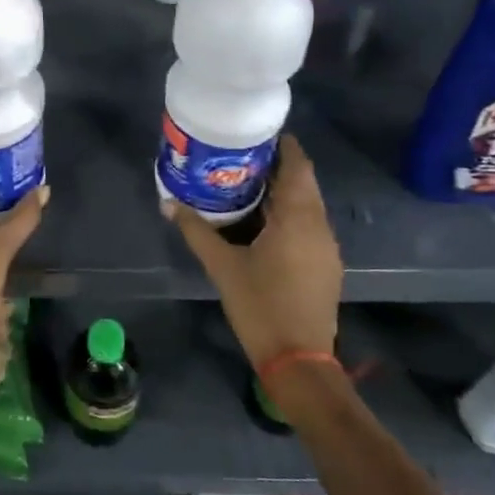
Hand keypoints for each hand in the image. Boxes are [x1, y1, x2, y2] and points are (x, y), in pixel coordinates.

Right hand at [171, 134, 343, 366]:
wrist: (298, 361)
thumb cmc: (260, 306)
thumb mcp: (222, 266)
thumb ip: (196, 230)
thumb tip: (168, 202)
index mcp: (298, 219)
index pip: (298, 167)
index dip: (283, 146)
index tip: (256, 133)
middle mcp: (319, 227)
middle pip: (303, 183)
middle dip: (277, 166)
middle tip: (241, 155)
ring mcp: (326, 248)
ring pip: (307, 205)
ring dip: (283, 190)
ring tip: (246, 182)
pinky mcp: (324, 266)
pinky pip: (308, 225)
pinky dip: (288, 213)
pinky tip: (262, 220)